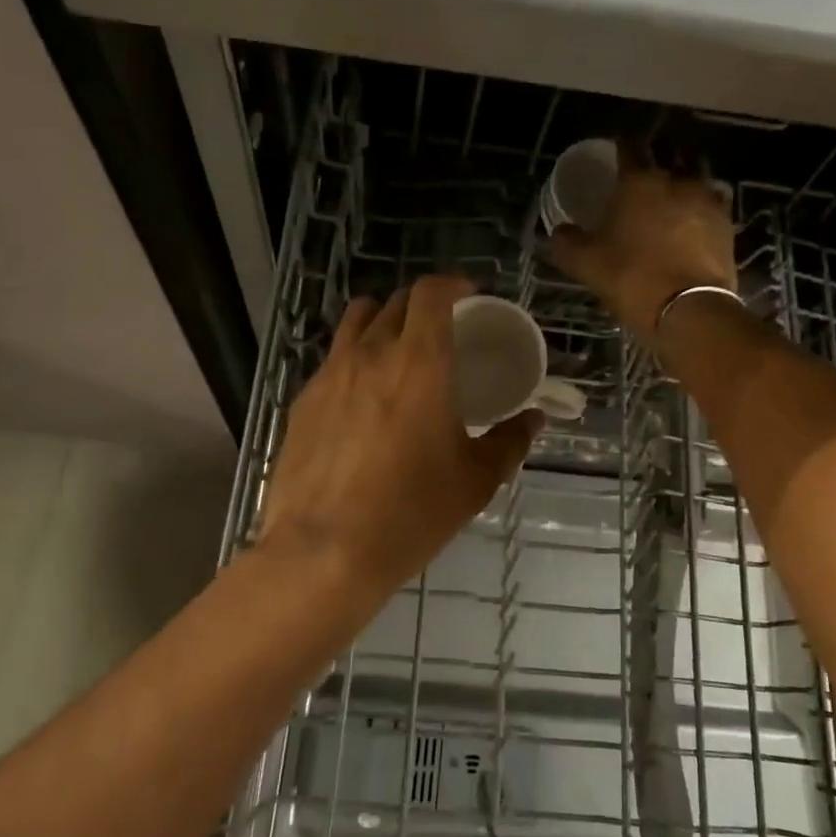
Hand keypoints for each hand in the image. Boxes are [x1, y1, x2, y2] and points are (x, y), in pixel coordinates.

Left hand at [258, 275, 540, 609]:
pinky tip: (363, 398)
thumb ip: (510, 441)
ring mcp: (330, 374)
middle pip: (394, 302)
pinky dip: (354, 359)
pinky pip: (333, 360)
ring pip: (356, 322)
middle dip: (422, 304)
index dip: (451, 284)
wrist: (324, 552)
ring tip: (398, 350)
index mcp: (420, 362)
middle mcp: (371, 353)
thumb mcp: (476, 480)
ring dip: (382, 322)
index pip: (430, 293)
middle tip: (442, 330)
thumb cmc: (411, 512)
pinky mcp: (303, 401)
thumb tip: (533, 419)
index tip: (468, 295)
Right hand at [548, 146, 737, 343]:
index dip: (621, 147)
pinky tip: (695, 217)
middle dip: (656, 160)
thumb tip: (559, 232)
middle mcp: (676, 179)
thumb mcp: (586, 264)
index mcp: (638, 181)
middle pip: (668, 155)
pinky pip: (714, 201)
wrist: (688, 308)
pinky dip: (704, 203)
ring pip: (696, 173)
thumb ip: (567, 243)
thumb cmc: (631, 278)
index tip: (616, 153)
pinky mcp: (727, 222)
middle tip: (644, 176)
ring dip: (684, 177)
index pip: (629, 147)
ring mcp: (706, 198)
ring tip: (673, 193)